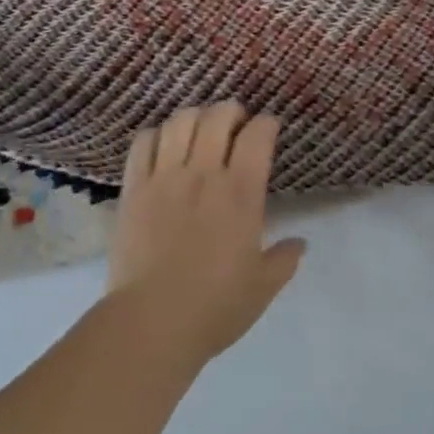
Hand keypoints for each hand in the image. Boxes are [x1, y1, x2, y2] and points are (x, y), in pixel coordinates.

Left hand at [108, 102, 305, 365]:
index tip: (269, 128)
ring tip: (199, 128)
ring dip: (195, 116)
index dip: (267, 123)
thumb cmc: (215, 306)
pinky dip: (156, 134)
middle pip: (217, 116)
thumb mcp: (262, 287)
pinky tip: (163, 144)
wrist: (152, 322)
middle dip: (231, 110)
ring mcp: (165, 177)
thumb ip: (284, 259)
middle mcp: (204, 174)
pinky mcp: (134, 188)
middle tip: (235, 123)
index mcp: (242, 193)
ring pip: (179, 121)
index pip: (258, 135)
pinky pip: (143, 143)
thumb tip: (300, 243)